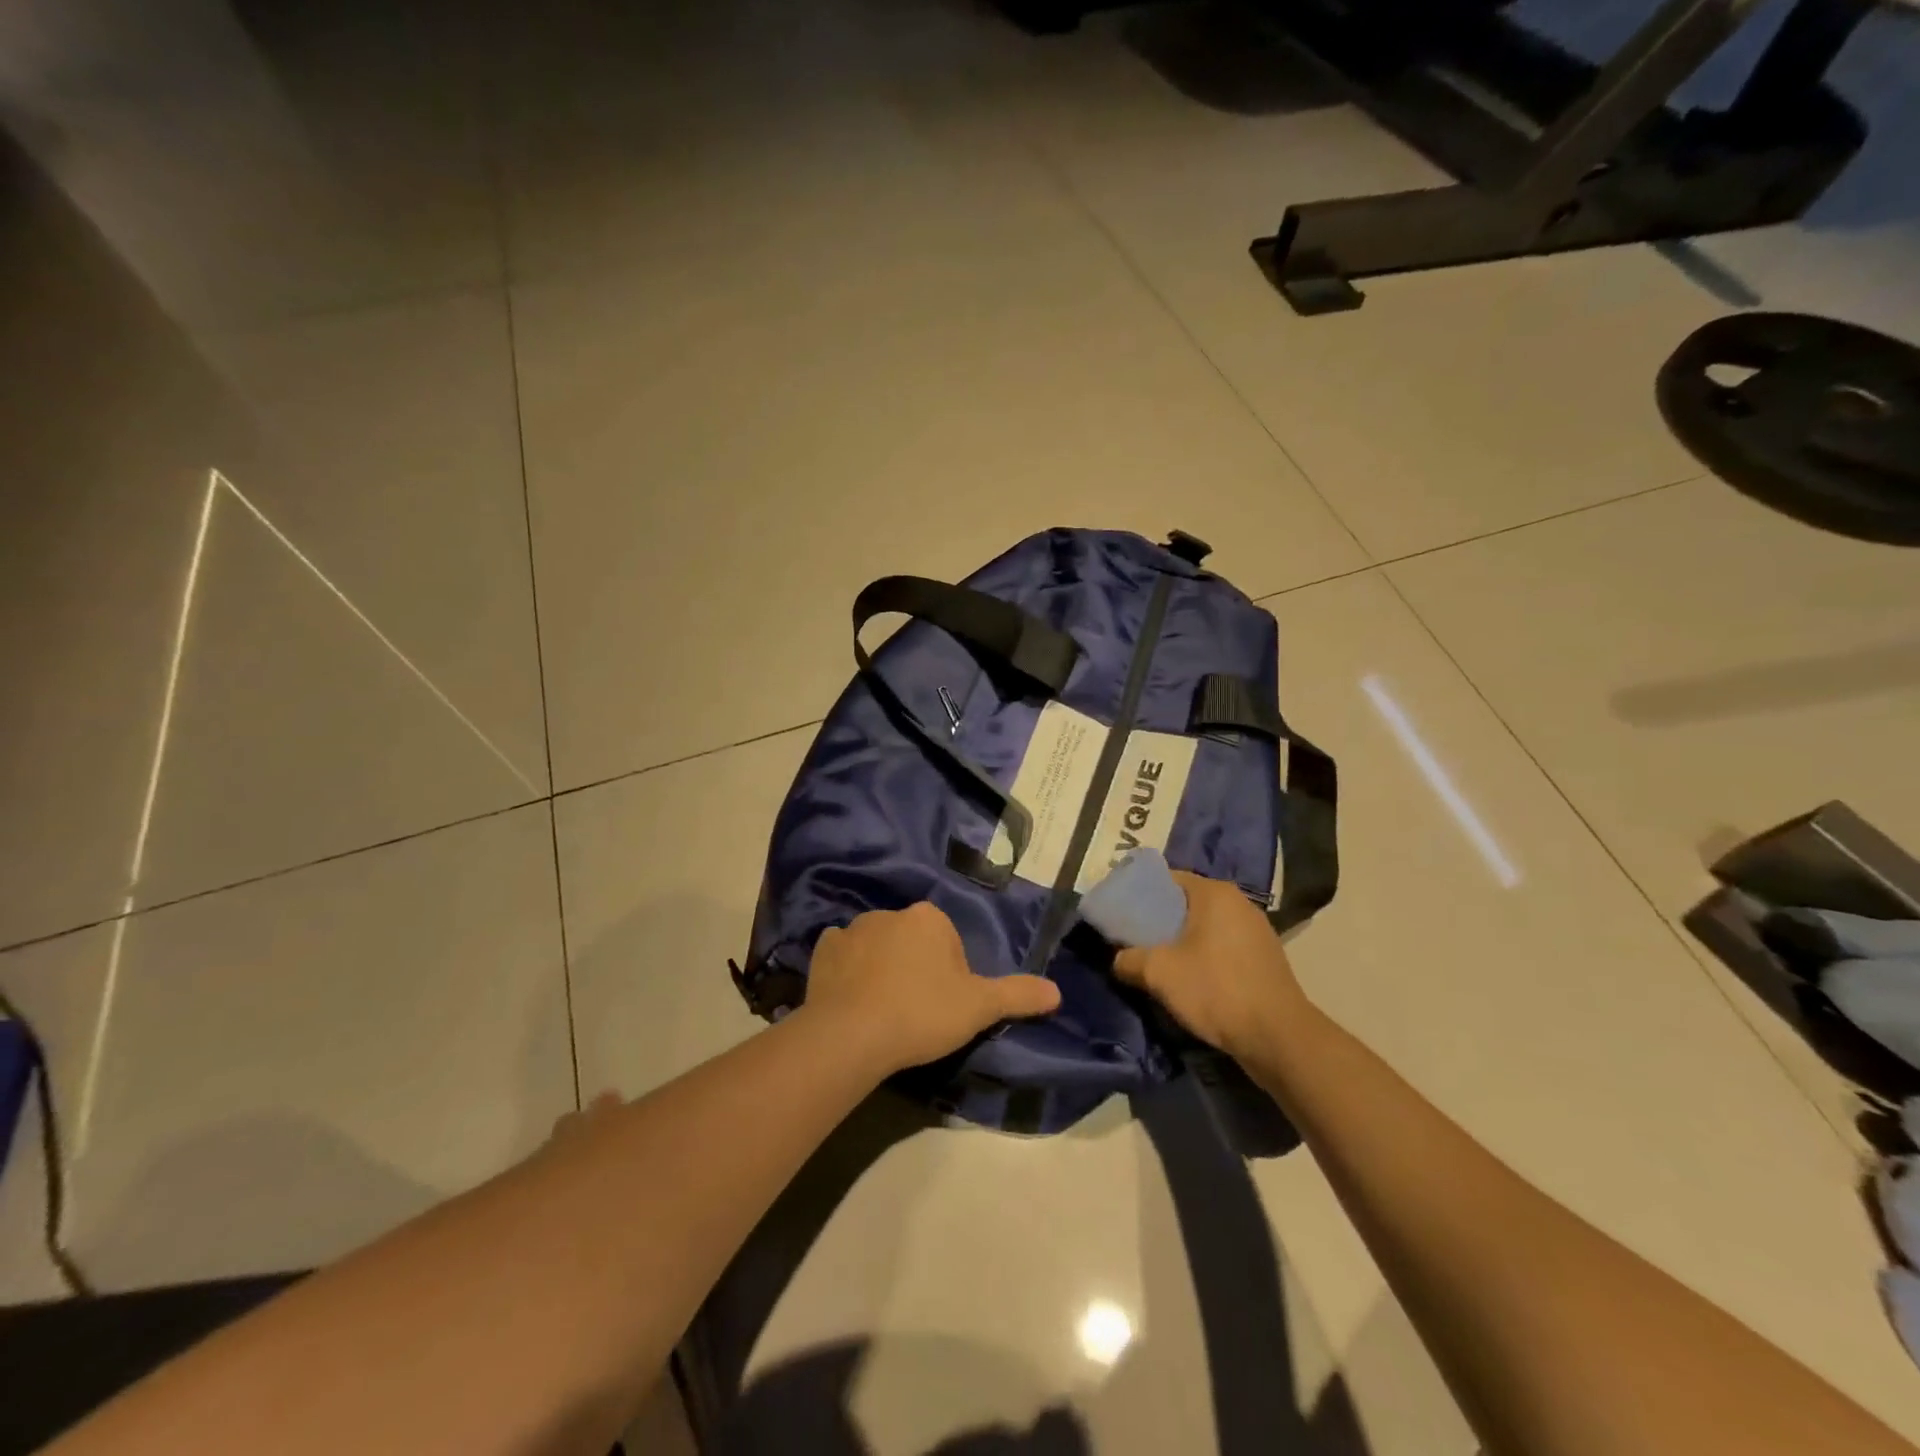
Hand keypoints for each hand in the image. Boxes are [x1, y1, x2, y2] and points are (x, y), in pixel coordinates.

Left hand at [803, 902, 1061, 1075]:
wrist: (852, 1034)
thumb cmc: (922, 1013)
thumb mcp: (979, 1008)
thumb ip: (1017, 995)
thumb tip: (1057, 991)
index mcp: (929, 918)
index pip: (948, 941)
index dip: (950, 974)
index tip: (944, 1005)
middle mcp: (890, 913)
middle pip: (912, 941)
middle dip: (916, 967)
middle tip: (916, 1011)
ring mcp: (852, 929)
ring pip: (876, 946)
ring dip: (881, 967)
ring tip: (882, 1011)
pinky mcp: (823, 951)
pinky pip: (841, 955)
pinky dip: (847, 970)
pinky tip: (851, 999)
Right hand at [1112, 872, 1305, 1062]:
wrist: (1278, 1038)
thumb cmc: (1216, 990)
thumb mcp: (1159, 973)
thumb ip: (1128, 959)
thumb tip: (1117, 960)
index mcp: (1214, 893)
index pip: (1166, 879)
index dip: (1138, 894)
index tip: (1120, 913)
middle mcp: (1238, 902)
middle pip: (1186, 902)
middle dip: (1158, 919)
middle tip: (1131, 938)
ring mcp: (1256, 930)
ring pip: (1205, 926)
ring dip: (1181, 940)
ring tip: (1156, 960)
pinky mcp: (1265, 958)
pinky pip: (1222, 946)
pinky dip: (1203, 955)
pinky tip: (1189, 977)